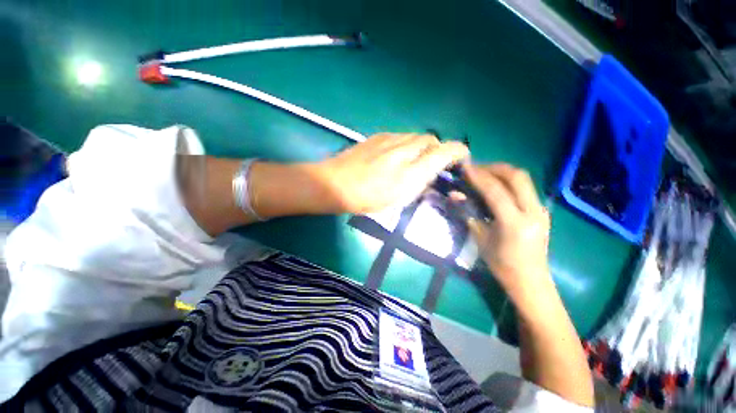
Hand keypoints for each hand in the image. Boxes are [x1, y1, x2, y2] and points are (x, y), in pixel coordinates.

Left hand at [315, 133, 468, 213]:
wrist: (335, 184)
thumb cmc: (366, 199)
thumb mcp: (397, 200)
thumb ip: (418, 184)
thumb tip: (430, 173)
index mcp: (411, 172)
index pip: (445, 151)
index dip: (458, 152)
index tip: (461, 157)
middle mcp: (404, 150)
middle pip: (431, 139)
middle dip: (437, 148)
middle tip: (433, 162)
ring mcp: (389, 139)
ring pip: (415, 135)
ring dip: (421, 145)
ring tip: (413, 158)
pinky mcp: (377, 136)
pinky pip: (400, 135)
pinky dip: (406, 143)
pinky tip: (396, 154)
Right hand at [463, 164, 550, 294]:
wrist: (530, 280)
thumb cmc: (501, 264)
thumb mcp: (480, 238)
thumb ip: (469, 213)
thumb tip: (455, 195)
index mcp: (515, 222)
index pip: (495, 190)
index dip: (478, 176)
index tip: (465, 167)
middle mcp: (533, 212)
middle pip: (516, 176)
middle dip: (494, 167)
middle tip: (475, 168)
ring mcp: (540, 210)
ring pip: (523, 179)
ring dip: (502, 172)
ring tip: (484, 173)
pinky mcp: (541, 211)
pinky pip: (525, 188)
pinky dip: (509, 181)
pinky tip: (496, 186)